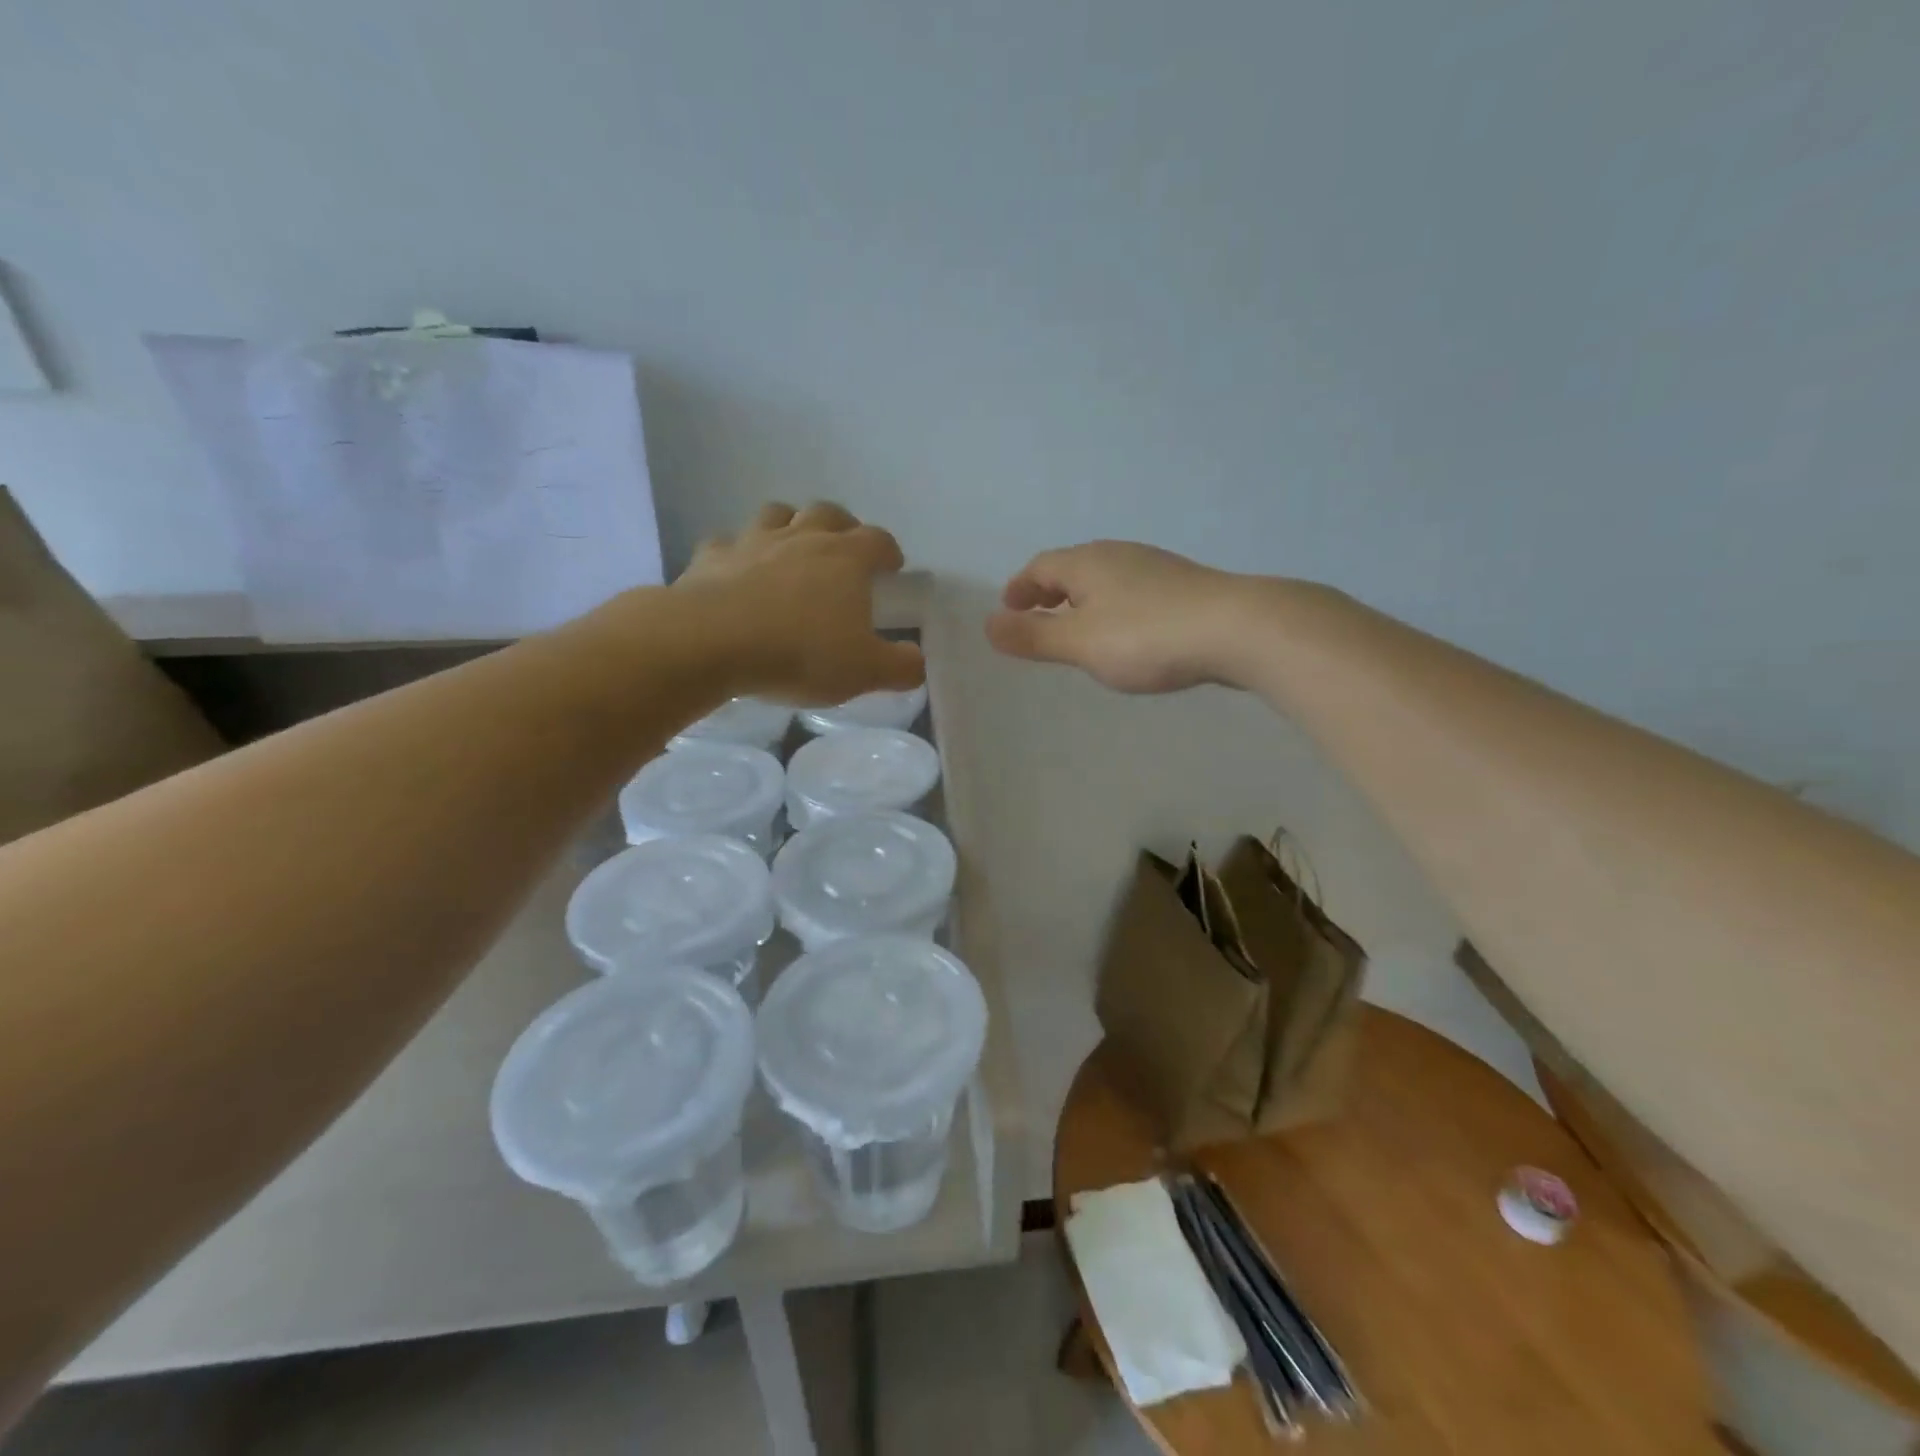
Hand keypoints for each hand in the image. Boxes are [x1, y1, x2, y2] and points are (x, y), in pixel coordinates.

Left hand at [671, 501, 923, 704]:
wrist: (711, 642)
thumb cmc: (800, 653)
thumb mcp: (865, 672)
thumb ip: (900, 666)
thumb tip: (916, 660)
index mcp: (846, 559)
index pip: (878, 540)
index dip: (889, 551)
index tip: (892, 568)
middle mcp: (802, 538)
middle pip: (828, 513)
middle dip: (842, 526)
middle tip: (844, 551)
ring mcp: (753, 542)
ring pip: (777, 514)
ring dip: (790, 526)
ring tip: (792, 549)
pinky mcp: (711, 557)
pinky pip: (728, 543)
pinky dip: (738, 552)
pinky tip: (737, 572)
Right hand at [985, 541, 1258, 692]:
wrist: (1237, 629)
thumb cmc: (1146, 637)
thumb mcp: (1079, 643)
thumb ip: (1033, 637)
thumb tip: (988, 625)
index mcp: (1087, 563)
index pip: (1040, 567)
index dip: (1019, 588)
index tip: (1008, 609)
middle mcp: (1118, 555)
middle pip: (1072, 567)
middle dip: (1049, 591)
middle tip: (1037, 616)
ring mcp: (1155, 568)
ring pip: (1105, 578)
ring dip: (1082, 599)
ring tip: (1078, 626)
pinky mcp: (1184, 587)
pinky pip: (1132, 591)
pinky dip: (1112, 607)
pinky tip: (1127, 632)